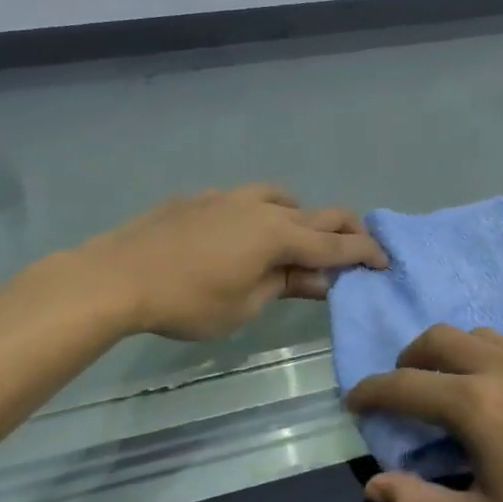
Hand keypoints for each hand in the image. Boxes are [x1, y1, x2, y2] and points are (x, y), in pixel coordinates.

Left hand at [84, 184, 387, 340]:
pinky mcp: (199, 199)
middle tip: (356, 247)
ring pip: (279, 196)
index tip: (385, 261)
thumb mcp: (245, 305)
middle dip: (343, 228)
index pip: (334, 244)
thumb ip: (285, 285)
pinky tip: (240, 235)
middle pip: (316, 211)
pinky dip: (260, 214)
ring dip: (299, 215)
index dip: (364, 253)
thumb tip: (320, 278)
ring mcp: (227, 197)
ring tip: (296, 238)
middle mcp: (260, 207)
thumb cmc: (187, 302)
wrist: (117, 276)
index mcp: (277, 235)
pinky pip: (243, 199)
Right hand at [346, 324, 502, 501]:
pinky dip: (495, 362)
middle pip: (441, 338)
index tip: (354, 400)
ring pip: (484, 336)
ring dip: (454, 354)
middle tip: (403, 389)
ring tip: (454, 392)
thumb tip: (376, 486)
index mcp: (477, 405)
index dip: (371, 391)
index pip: (405, 385)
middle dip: (409, 358)